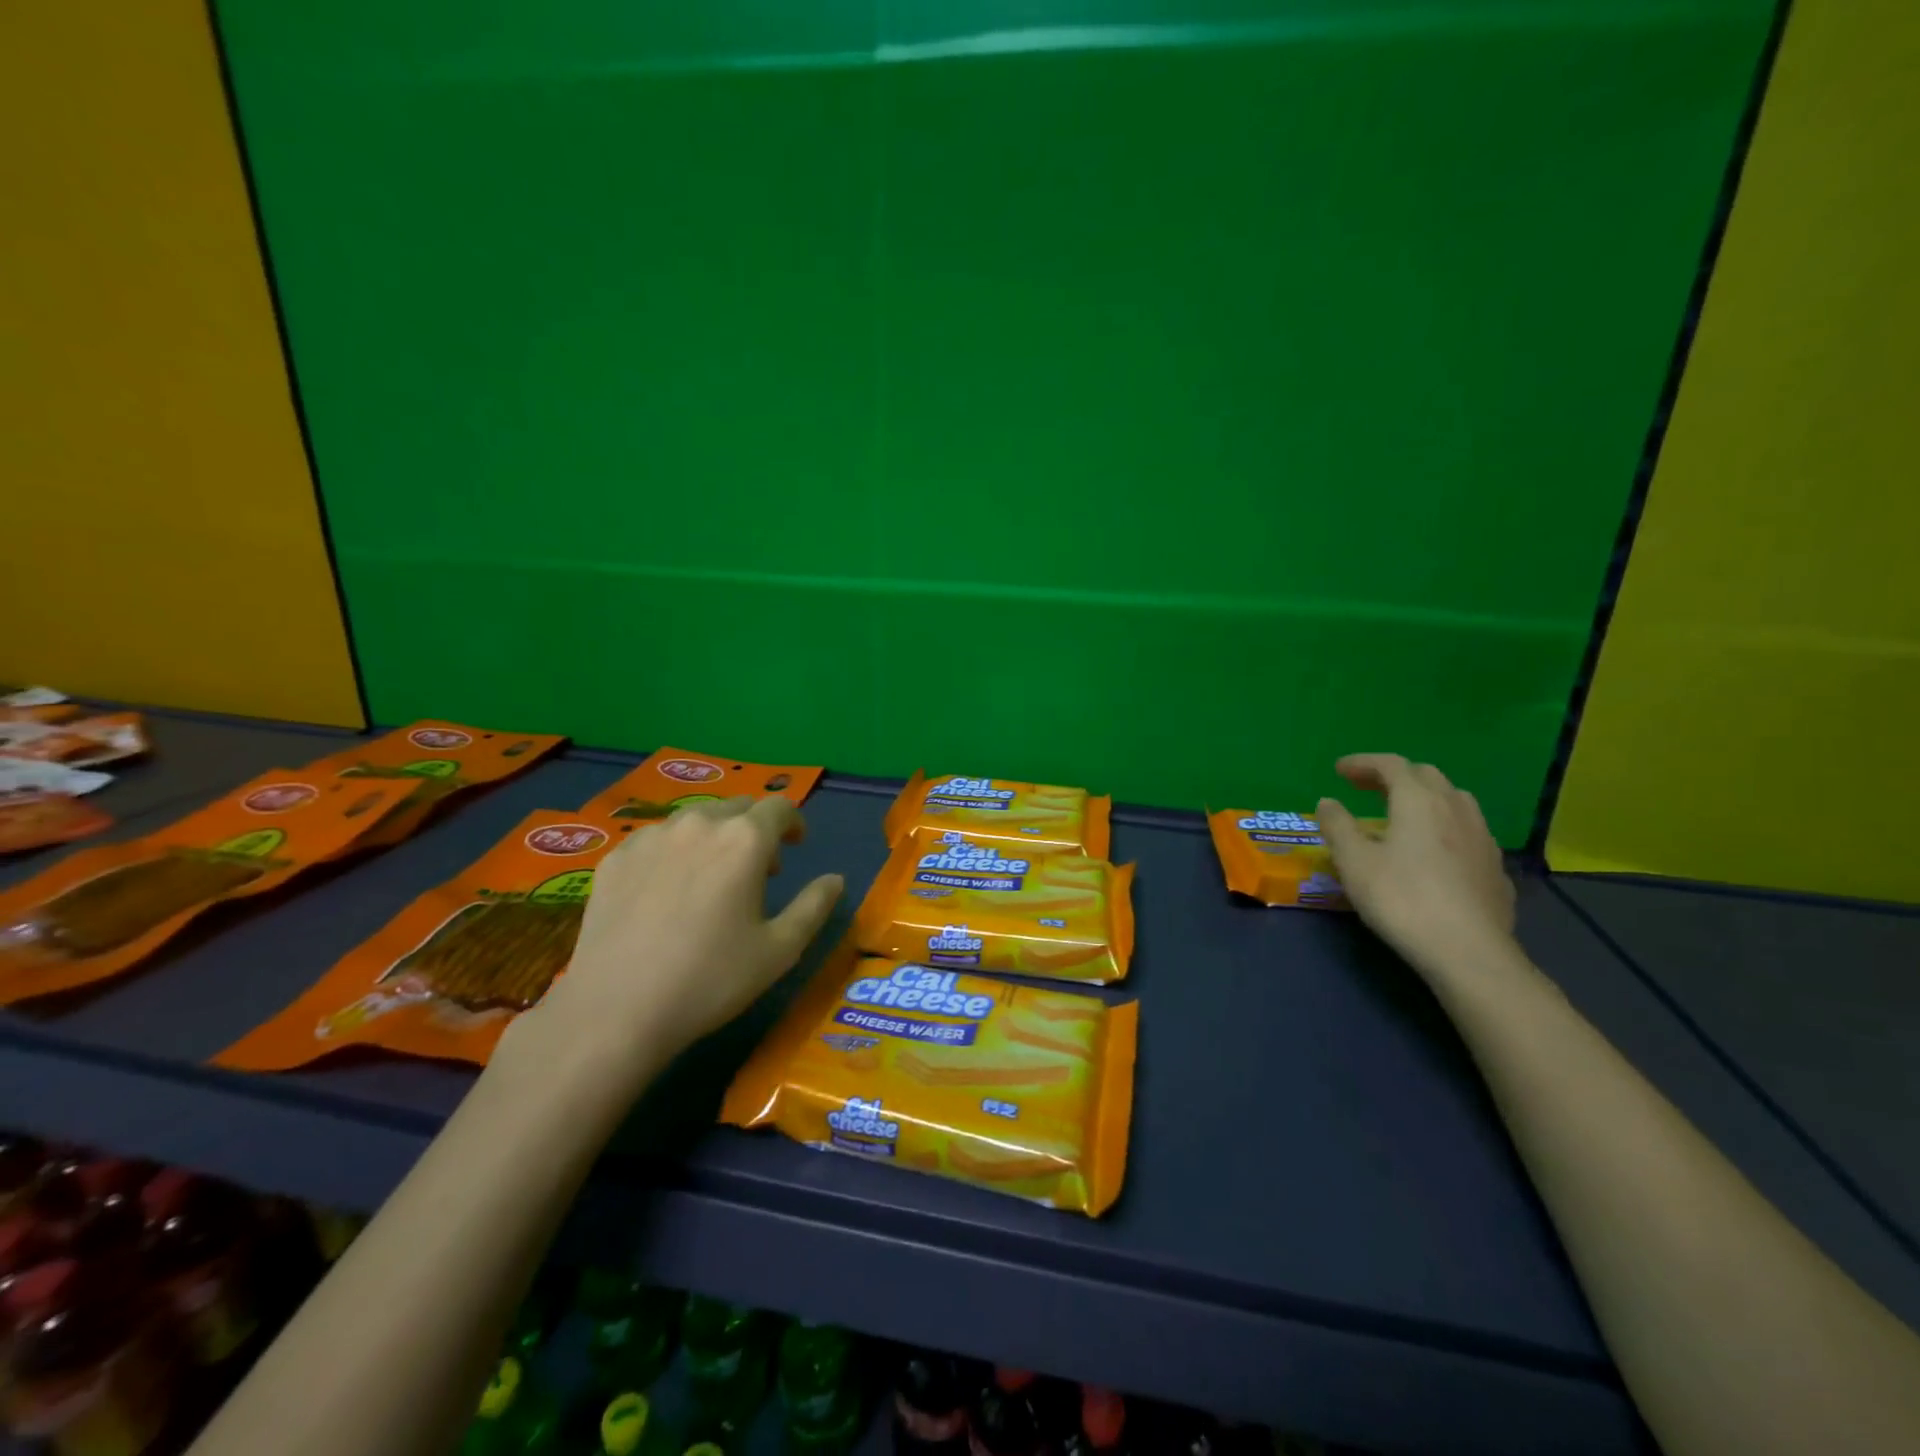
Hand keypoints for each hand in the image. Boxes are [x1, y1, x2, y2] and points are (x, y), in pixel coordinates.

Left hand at [518, 797, 842, 1081]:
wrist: (616, 1010)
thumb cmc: (711, 979)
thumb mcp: (780, 950)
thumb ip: (814, 906)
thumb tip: (836, 880)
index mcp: (745, 840)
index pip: (779, 807)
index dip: (793, 822)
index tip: (795, 845)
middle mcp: (699, 823)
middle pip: (737, 808)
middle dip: (755, 829)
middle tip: (758, 868)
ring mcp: (652, 837)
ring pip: (695, 820)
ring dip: (714, 837)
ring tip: (711, 878)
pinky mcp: (616, 858)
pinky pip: (657, 840)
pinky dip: (674, 852)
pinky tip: (666, 891)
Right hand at [1315, 754, 1517, 980]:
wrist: (1468, 951)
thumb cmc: (1401, 898)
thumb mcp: (1353, 861)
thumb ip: (1338, 826)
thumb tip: (1328, 802)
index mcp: (1418, 800)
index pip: (1391, 765)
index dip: (1363, 762)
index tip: (1339, 770)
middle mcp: (1455, 808)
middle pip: (1426, 776)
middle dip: (1394, 775)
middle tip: (1366, 787)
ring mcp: (1482, 838)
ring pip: (1454, 800)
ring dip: (1424, 797)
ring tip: (1402, 814)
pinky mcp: (1495, 868)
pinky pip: (1467, 832)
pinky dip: (1444, 827)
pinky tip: (1433, 852)